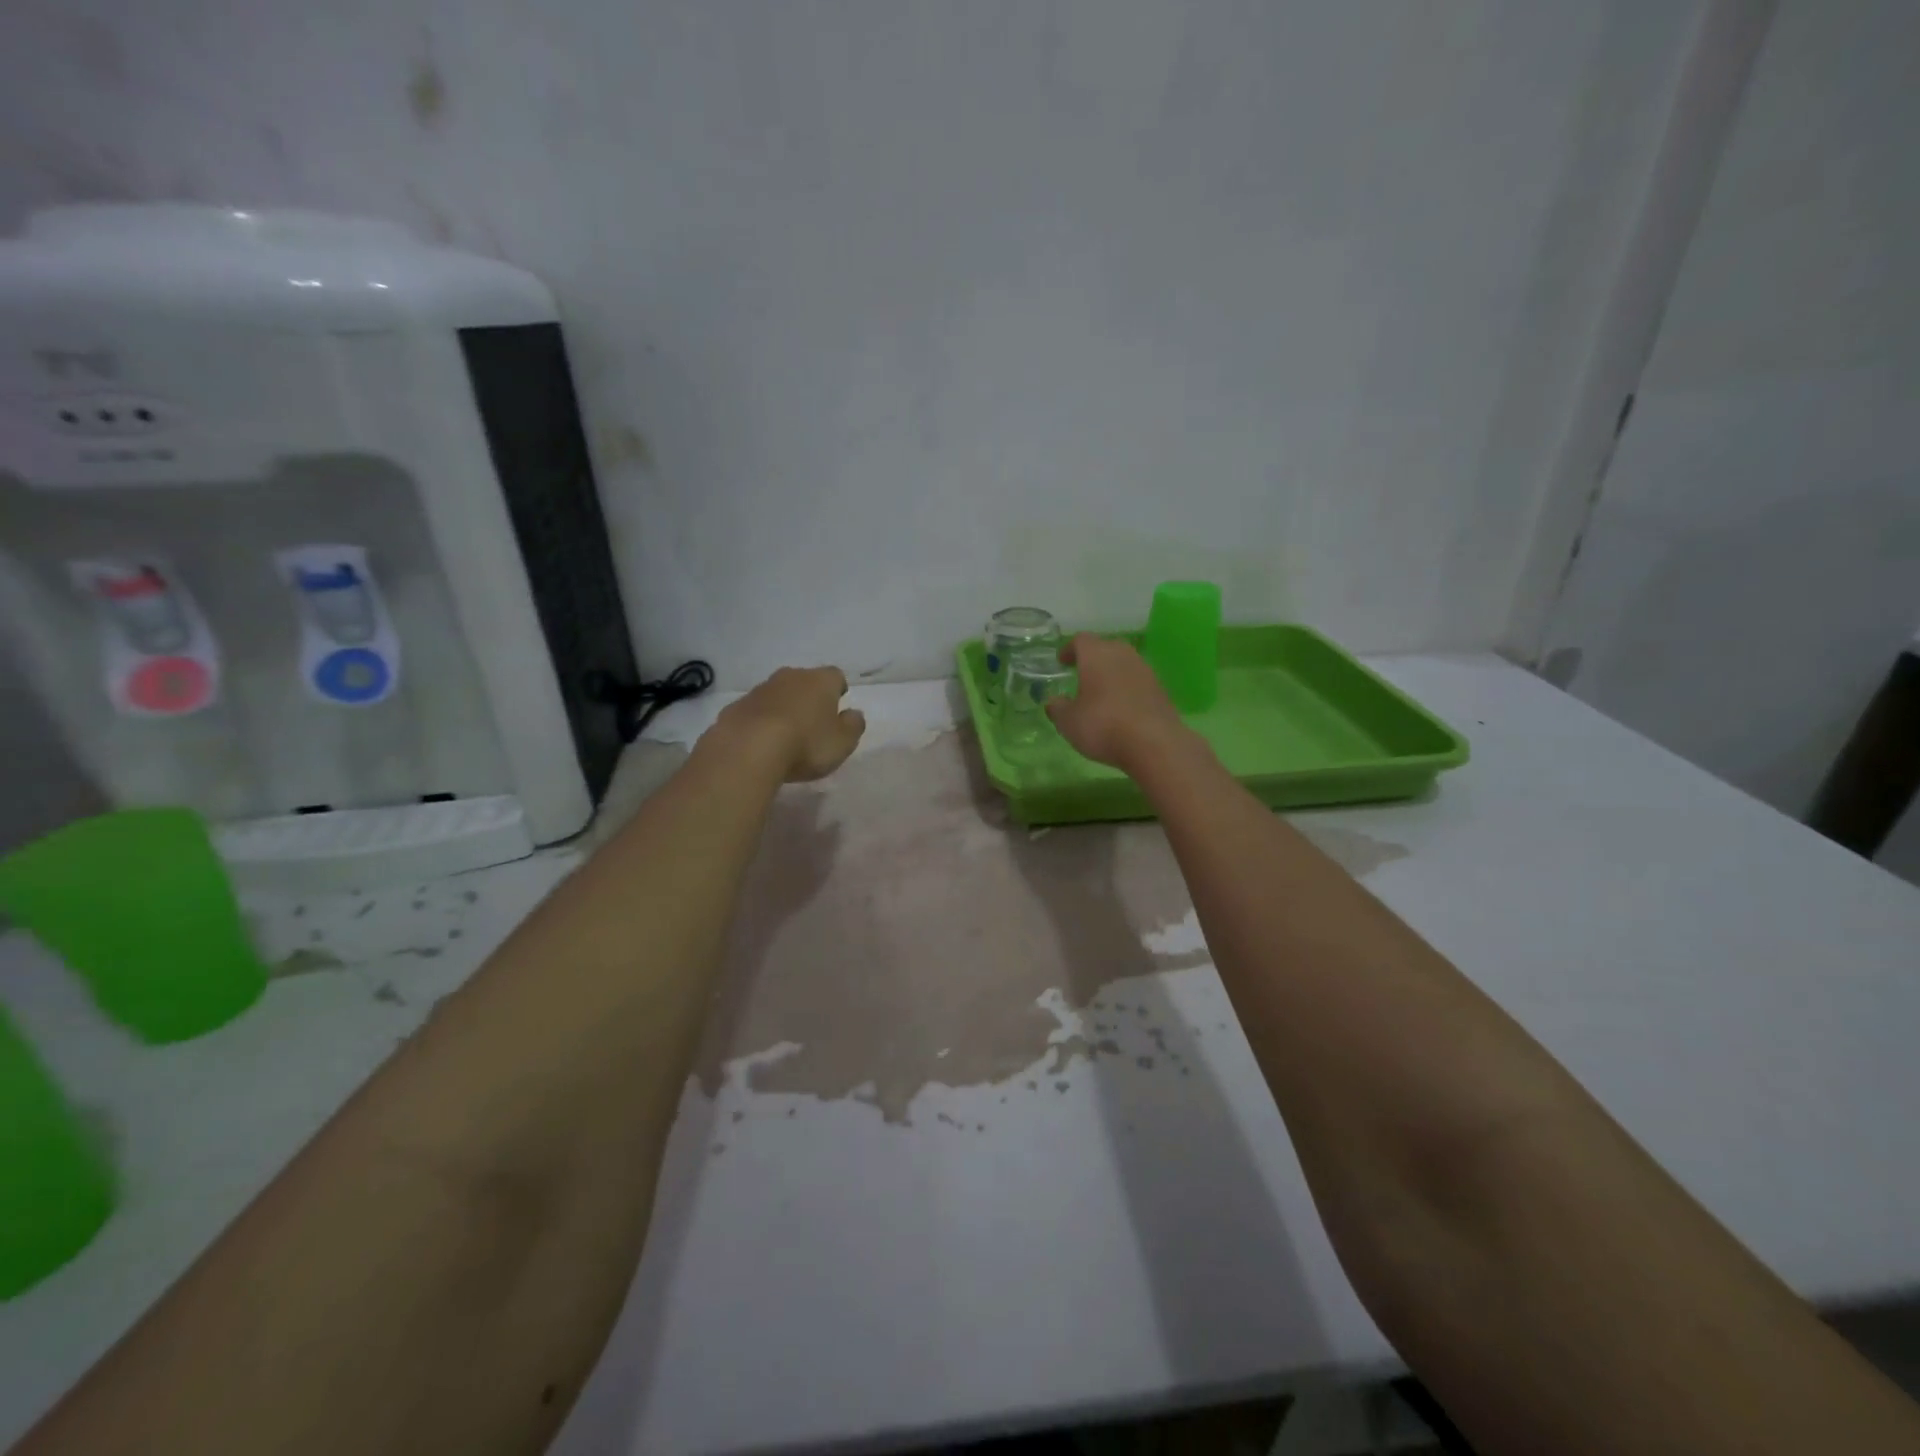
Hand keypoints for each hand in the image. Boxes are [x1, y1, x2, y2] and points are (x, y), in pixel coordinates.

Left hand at [714, 667, 865, 782]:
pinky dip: (760, 722)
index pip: (835, 676)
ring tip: (785, 736)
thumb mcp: (843, 742)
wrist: (747, 750)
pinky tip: (760, 743)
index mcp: (820, 681)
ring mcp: (759, 690)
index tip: (837, 707)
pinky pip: (755, 711)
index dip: (838, 690)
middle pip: (804, 681)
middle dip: (809, 697)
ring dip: (783, 709)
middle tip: (813, 722)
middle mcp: (790, 677)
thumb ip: (853, 726)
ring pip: (777, 694)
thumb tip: (854, 714)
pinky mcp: (735, 707)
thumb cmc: (806, 744)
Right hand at [1045, 633, 1194, 771]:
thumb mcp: (1069, 722)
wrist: (1154, 743)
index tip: (1062, 661)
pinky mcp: (1161, 690)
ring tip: (1100, 692)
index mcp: (1096, 655)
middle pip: (1105, 647)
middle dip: (1092, 658)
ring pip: (1124, 664)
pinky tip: (1121, 707)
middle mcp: (1123, 655)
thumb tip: (1054, 702)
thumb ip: (1058, 708)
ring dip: (1111, 673)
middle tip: (1081, 673)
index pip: (1081, 641)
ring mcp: (1145, 671)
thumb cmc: (1103, 725)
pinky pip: (1138, 682)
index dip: (1070, 649)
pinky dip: (1127, 689)